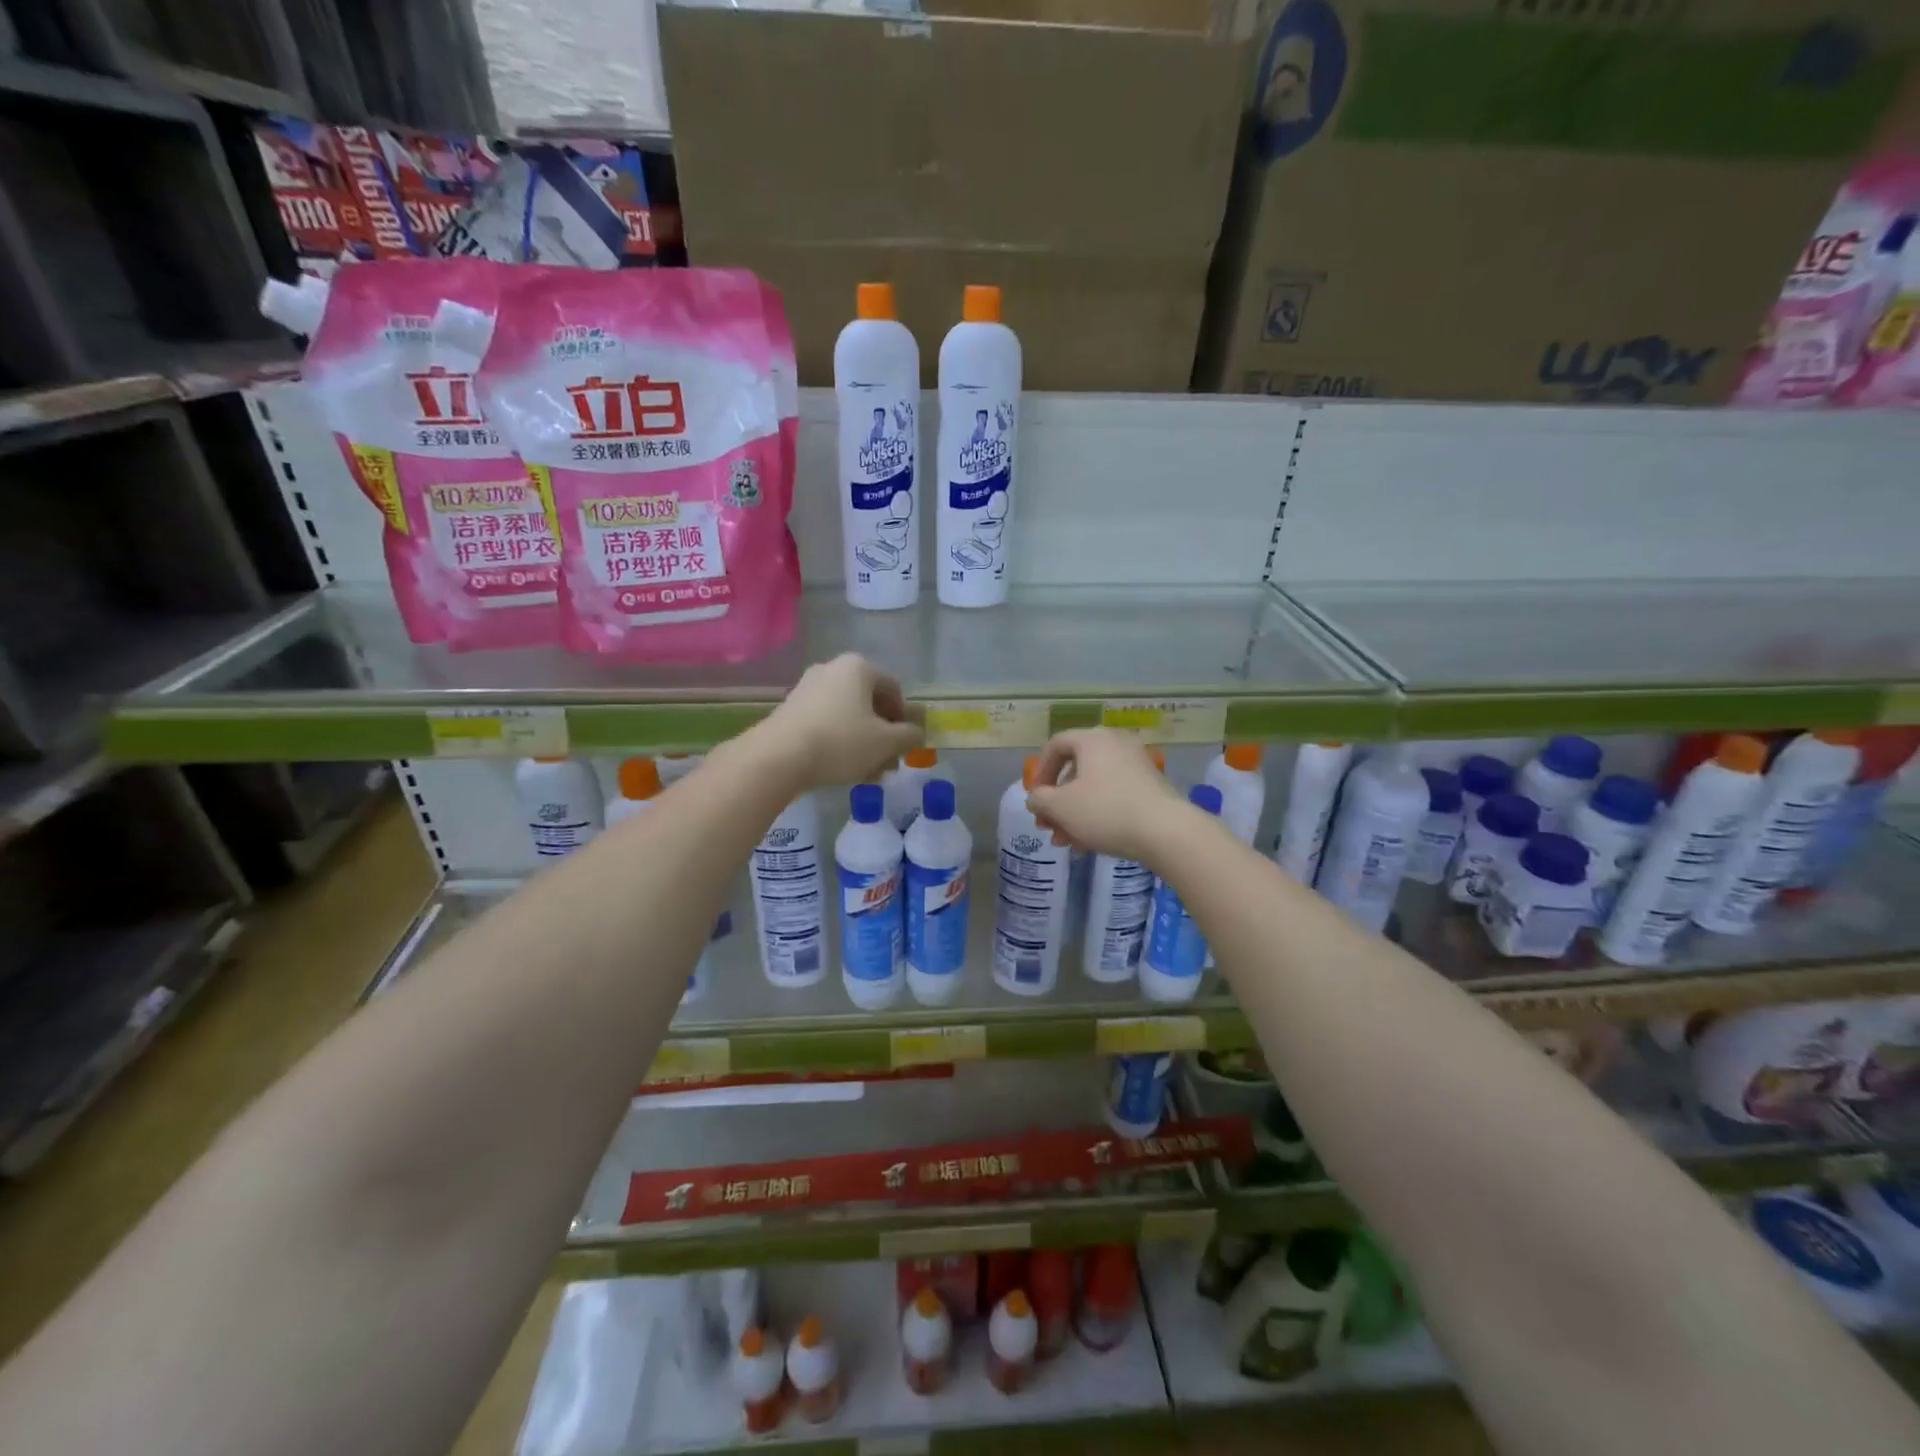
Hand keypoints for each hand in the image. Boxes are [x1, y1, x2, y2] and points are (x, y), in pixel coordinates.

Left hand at [751, 654, 923, 788]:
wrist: (778, 757)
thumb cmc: (841, 742)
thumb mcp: (886, 742)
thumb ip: (909, 736)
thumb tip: (917, 733)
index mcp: (858, 667)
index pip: (893, 689)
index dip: (904, 718)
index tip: (904, 744)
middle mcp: (831, 669)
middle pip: (869, 703)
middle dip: (883, 734)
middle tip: (888, 762)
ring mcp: (807, 688)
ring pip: (847, 716)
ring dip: (862, 742)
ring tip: (867, 773)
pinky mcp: (790, 710)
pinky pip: (825, 723)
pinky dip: (839, 742)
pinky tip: (842, 769)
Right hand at [1026, 729, 1187, 864]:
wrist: (1166, 831)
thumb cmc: (1105, 811)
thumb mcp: (1060, 807)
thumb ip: (1039, 799)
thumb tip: (1036, 799)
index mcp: (1092, 739)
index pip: (1055, 745)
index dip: (1040, 772)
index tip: (1035, 798)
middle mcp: (1115, 743)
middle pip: (1075, 769)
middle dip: (1057, 802)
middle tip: (1048, 826)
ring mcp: (1136, 763)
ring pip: (1094, 786)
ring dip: (1074, 813)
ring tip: (1066, 842)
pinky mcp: (1150, 785)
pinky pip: (1113, 794)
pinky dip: (1097, 813)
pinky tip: (1089, 843)